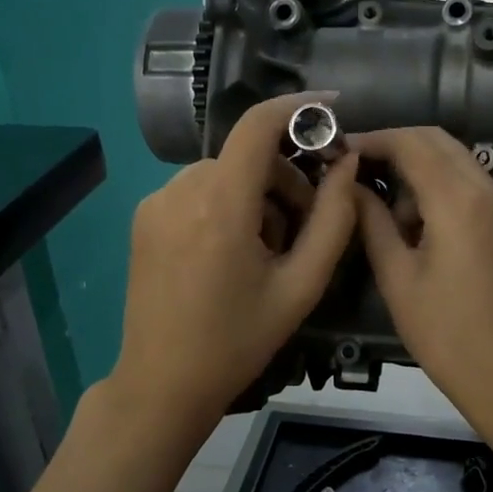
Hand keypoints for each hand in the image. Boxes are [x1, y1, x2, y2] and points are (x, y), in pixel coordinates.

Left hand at [111, 94, 358, 436]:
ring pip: (224, 173)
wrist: (162, 384)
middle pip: (247, 156)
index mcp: (220, 205)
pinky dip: (227, 205)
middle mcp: (180, 190)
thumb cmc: (238, 341)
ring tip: (267, 251)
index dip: (299, 107)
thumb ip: (334, 220)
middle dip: (285, 180)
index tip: (333, 109)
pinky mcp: (144, 218)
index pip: (258, 125)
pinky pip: (198, 191)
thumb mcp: (301, 286)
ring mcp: (155, 203)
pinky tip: (232, 253)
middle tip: (303, 229)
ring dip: (257, 196)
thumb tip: (348, 165)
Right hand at [351, 129, 492, 425]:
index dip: (371, 140)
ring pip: (451, 158)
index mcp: (457, 200)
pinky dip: (434, 184)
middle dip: (393, 145)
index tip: (337, 151)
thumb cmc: (443, 331)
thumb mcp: (396, 276)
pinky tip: (410, 220)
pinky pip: (464, 181)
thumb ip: (371, 220)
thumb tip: (349, 185)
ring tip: (380, 207)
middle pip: (435, 140)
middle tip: (352, 168)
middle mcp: (485, 188)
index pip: (410, 143)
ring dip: (414, 166)